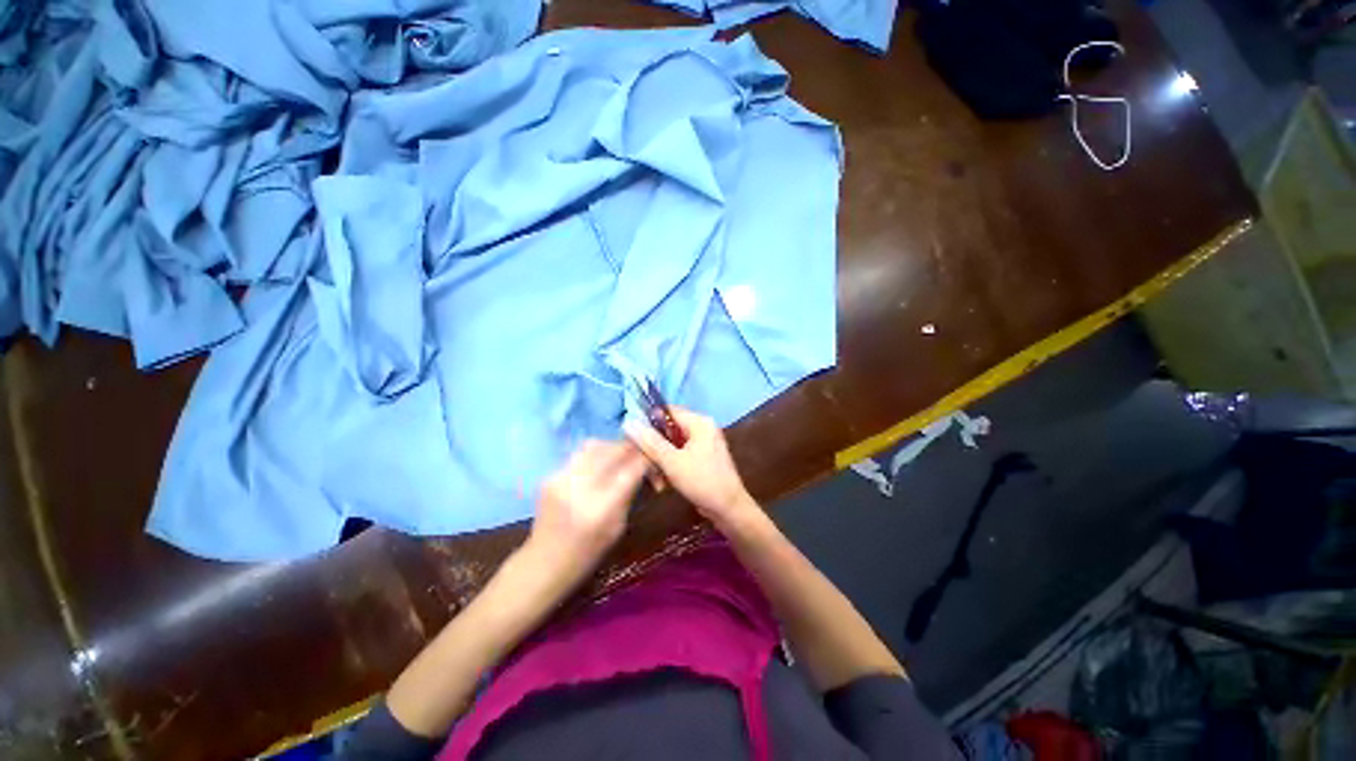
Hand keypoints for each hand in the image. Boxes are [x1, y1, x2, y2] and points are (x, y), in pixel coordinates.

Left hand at [526, 440, 646, 579]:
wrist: (542, 563)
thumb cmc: (587, 554)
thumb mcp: (618, 527)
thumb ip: (629, 493)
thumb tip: (641, 468)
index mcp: (602, 507)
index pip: (632, 468)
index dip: (646, 459)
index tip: (654, 459)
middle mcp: (581, 487)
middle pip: (613, 450)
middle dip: (631, 448)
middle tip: (640, 453)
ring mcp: (562, 478)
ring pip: (595, 445)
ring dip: (612, 447)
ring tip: (620, 456)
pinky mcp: (550, 475)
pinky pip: (579, 453)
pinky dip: (595, 454)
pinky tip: (599, 464)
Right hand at [624, 408, 757, 528]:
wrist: (729, 508)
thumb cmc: (702, 481)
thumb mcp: (672, 461)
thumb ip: (650, 441)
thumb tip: (629, 422)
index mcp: (699, 422)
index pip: (668, 412)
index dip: (649, 422)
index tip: (633, 438)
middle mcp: (703, 428)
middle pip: (669, 430)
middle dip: (655, 448)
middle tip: (645, 465)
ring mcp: (705, 443)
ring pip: (673, 445)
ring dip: (662, 460)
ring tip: (657, 480)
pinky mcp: (704, 457)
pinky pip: (681, 454)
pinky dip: (671, 465)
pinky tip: (665, 483)